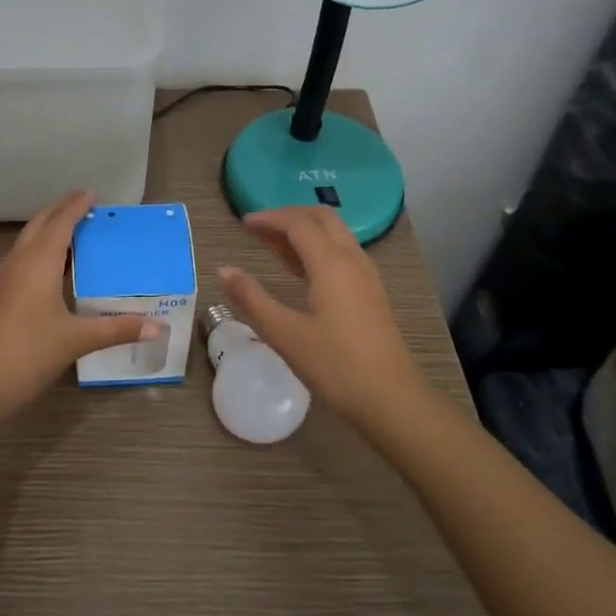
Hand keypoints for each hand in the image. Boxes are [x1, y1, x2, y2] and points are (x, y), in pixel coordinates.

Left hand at [0, 190, 161, 420]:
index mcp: (38, 262)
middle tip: (85, 206)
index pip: (60, 222)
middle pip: (39, 225)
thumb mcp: (76, 340)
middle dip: (60, 211)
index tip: (92, 193)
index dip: (76, 205)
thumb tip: (158, 327)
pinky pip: (22, 262)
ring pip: (27, 243)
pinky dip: (40, 254)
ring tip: (74, 234)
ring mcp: (3, 281)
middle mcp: (18, 263)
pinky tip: (53, 273)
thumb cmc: (26, 353)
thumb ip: (117, 329)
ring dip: (48, 232)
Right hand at [218, 207, 427, 428]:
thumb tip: (223, 270)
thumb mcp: (284, 334)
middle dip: (288, 216)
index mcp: (331, 264)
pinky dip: (317, 248)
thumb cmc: (335, 366)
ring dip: (304, 231)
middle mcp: (352, 260)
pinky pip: (342, 253)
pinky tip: (300, 270)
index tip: (243, 223)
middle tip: (258, 228)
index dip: (269, 218)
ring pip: (335, 234)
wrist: (391, 400)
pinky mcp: (371, 292)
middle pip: (322, 218)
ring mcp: (366, 276)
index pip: (298, 223)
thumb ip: (252, 299)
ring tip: (272, 245)